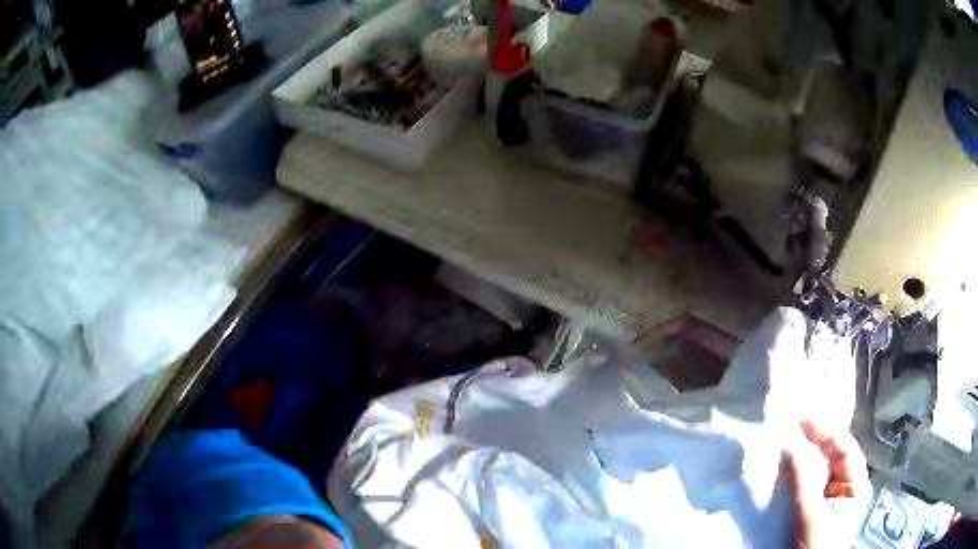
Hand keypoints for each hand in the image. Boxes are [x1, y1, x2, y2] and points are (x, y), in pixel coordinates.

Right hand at [783, 420, 871, 548]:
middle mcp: (845, 488)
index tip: (802, 419)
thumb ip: (802, 480)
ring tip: (789, 440)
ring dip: (803, 457)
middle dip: (814, 441)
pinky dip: (795, 475)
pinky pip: (805, 485)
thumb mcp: (810, 516)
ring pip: (818, 470)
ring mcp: (828, 499)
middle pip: (832, 457)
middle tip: (794, 425)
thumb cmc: (814, 547)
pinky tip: (785, 466)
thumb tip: (790, 443)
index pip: (845, 449)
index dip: (826, 431)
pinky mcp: (811, 509)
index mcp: (856, 485)